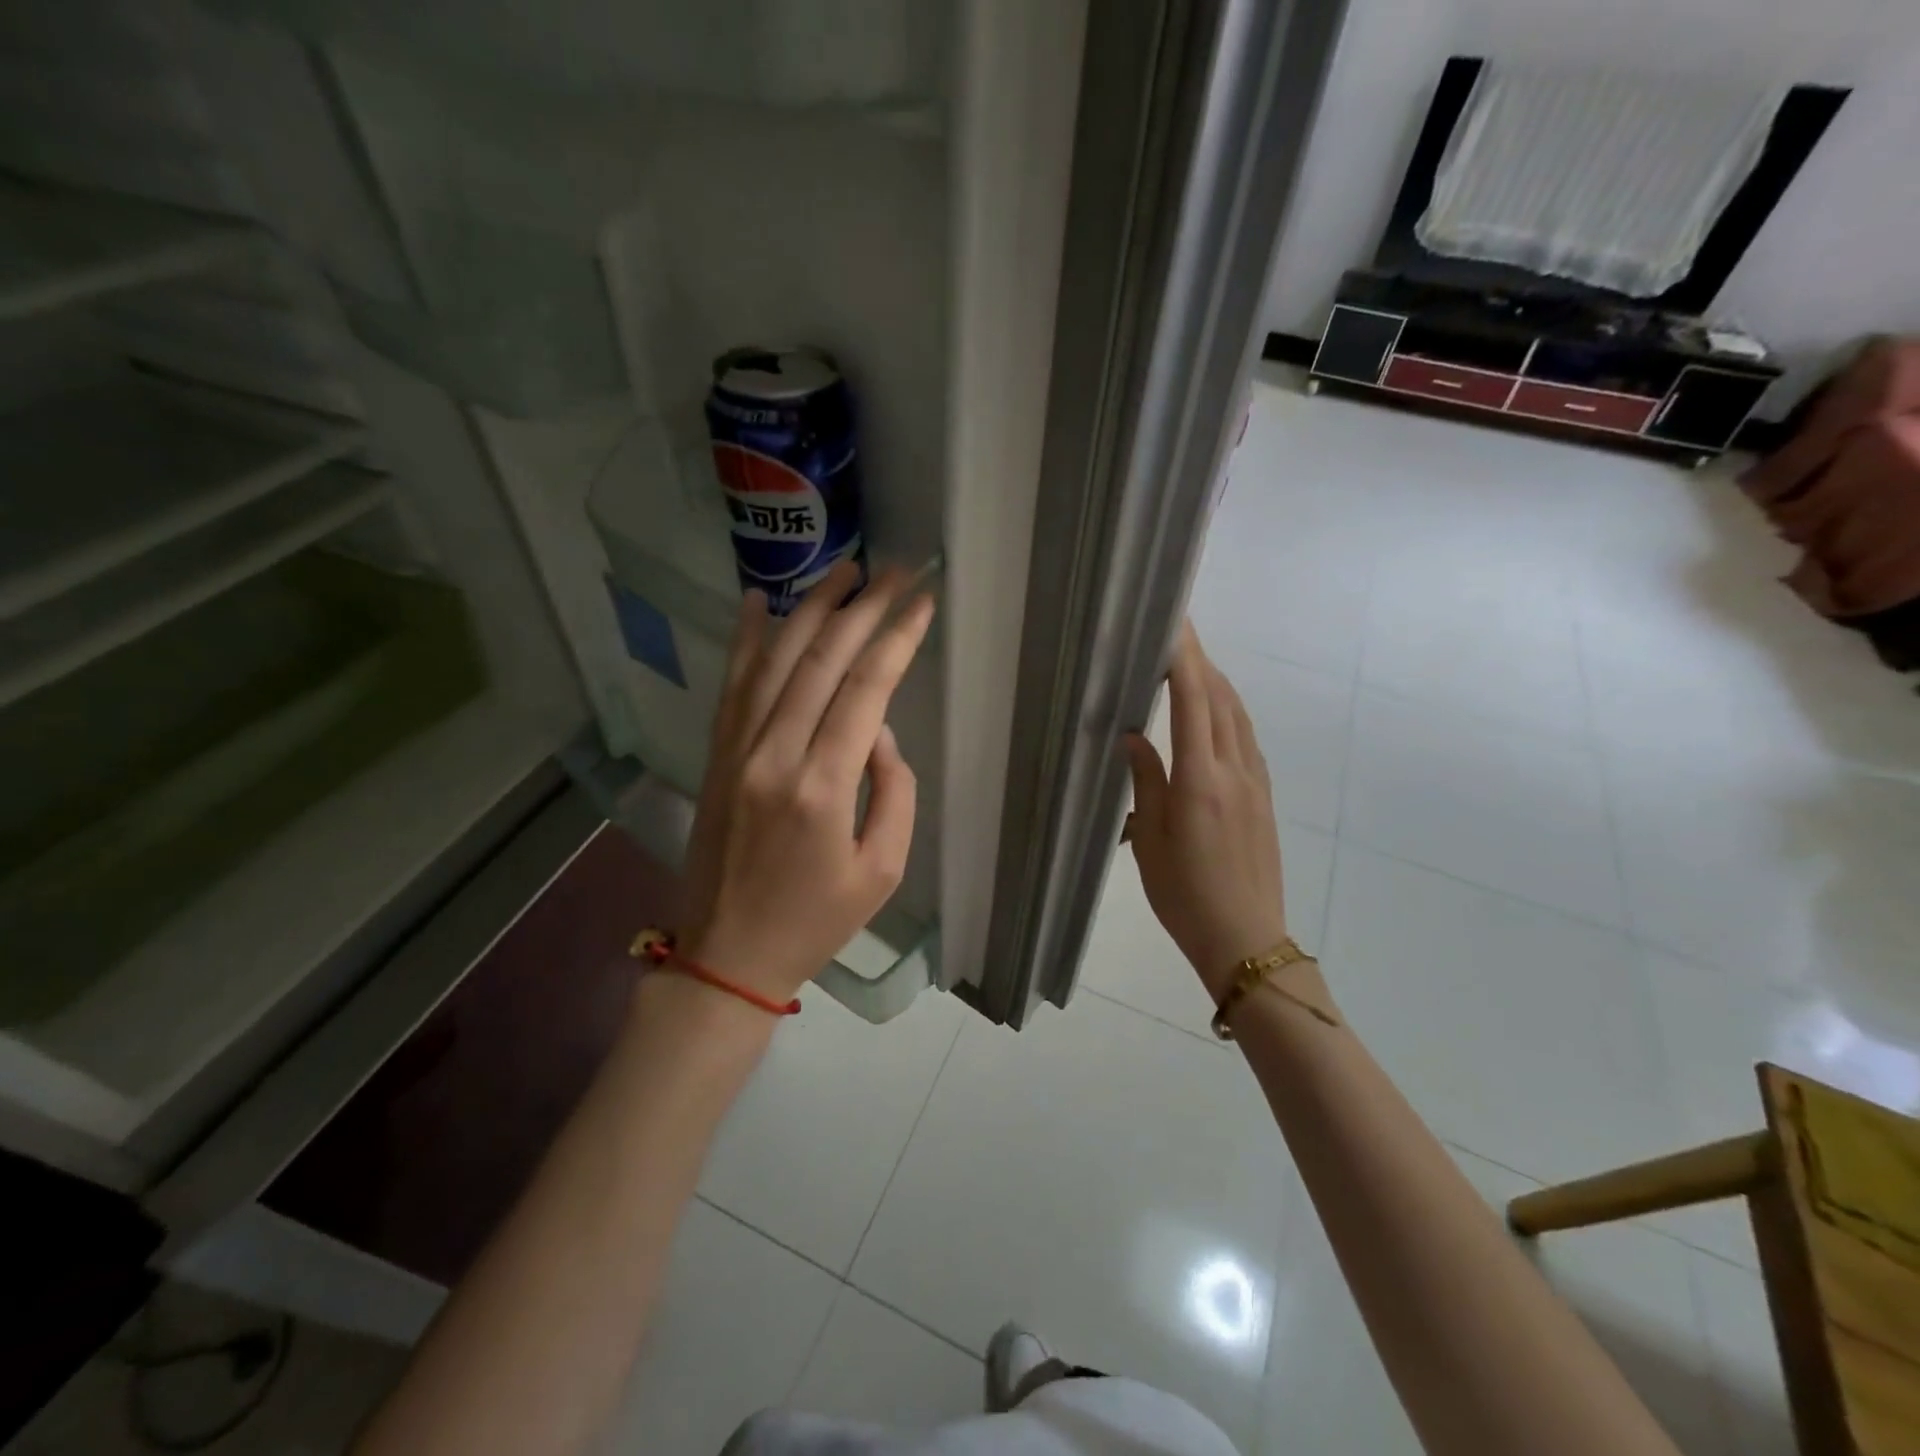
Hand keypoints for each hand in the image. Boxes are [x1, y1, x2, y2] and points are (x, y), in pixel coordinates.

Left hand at [680, 559, 935, 1003]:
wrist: (726, 954)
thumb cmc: (816, 920)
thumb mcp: (882, 870)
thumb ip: (893, 790)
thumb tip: (875, 729)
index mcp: (822, 788)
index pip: (865, 690)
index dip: (896, 639)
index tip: (922, 601)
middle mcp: (774, 756)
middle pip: (820, 661)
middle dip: (863, 607)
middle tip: (896, 570)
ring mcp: (736, 751)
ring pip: (773, 660)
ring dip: (810, 608)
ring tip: (843, 569)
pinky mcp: (715, 756)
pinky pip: (731, 685)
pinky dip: (745, 639)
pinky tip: (756, 600)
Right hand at [1122, 623, 1287, 1002]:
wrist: (1245, 938)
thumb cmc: (1184, 895)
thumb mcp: (1150, 840)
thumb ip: (1145, 782)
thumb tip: (1133, 736)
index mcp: (1200, 780)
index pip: (1193, 702)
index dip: (1184, 659)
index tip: (1174, 624)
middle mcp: (1234, 770)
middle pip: (1221, 699)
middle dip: (1200, 661)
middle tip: (1177, 634)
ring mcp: (1256, 782)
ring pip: (1238, 716)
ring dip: (1217, 683)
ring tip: (1192, 664)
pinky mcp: (1264, 796)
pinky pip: (1246, 738)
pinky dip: (1228, 711)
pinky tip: (1215, 713)